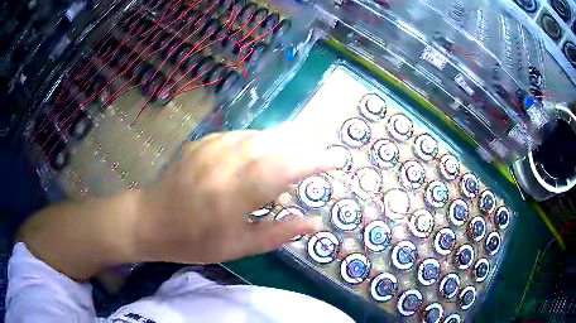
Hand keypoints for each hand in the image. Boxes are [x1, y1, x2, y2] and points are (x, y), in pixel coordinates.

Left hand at [134, 128, 337, 263]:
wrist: (151, 220)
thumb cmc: (195, 241)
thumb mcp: (240, 247)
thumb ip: (279, 233)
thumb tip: (314, 223)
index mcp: (238, 192)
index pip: (288, 167)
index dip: (316, 161)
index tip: (335, 161)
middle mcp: (228, 162)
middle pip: (278, 143)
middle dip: (305, 147)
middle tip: (319, 157)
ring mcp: (214, 147)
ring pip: (261, 135)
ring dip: (285, 141)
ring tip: (298, 152)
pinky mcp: (203, 142)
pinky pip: (241, 135)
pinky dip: (261, 140)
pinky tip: (264, 150)